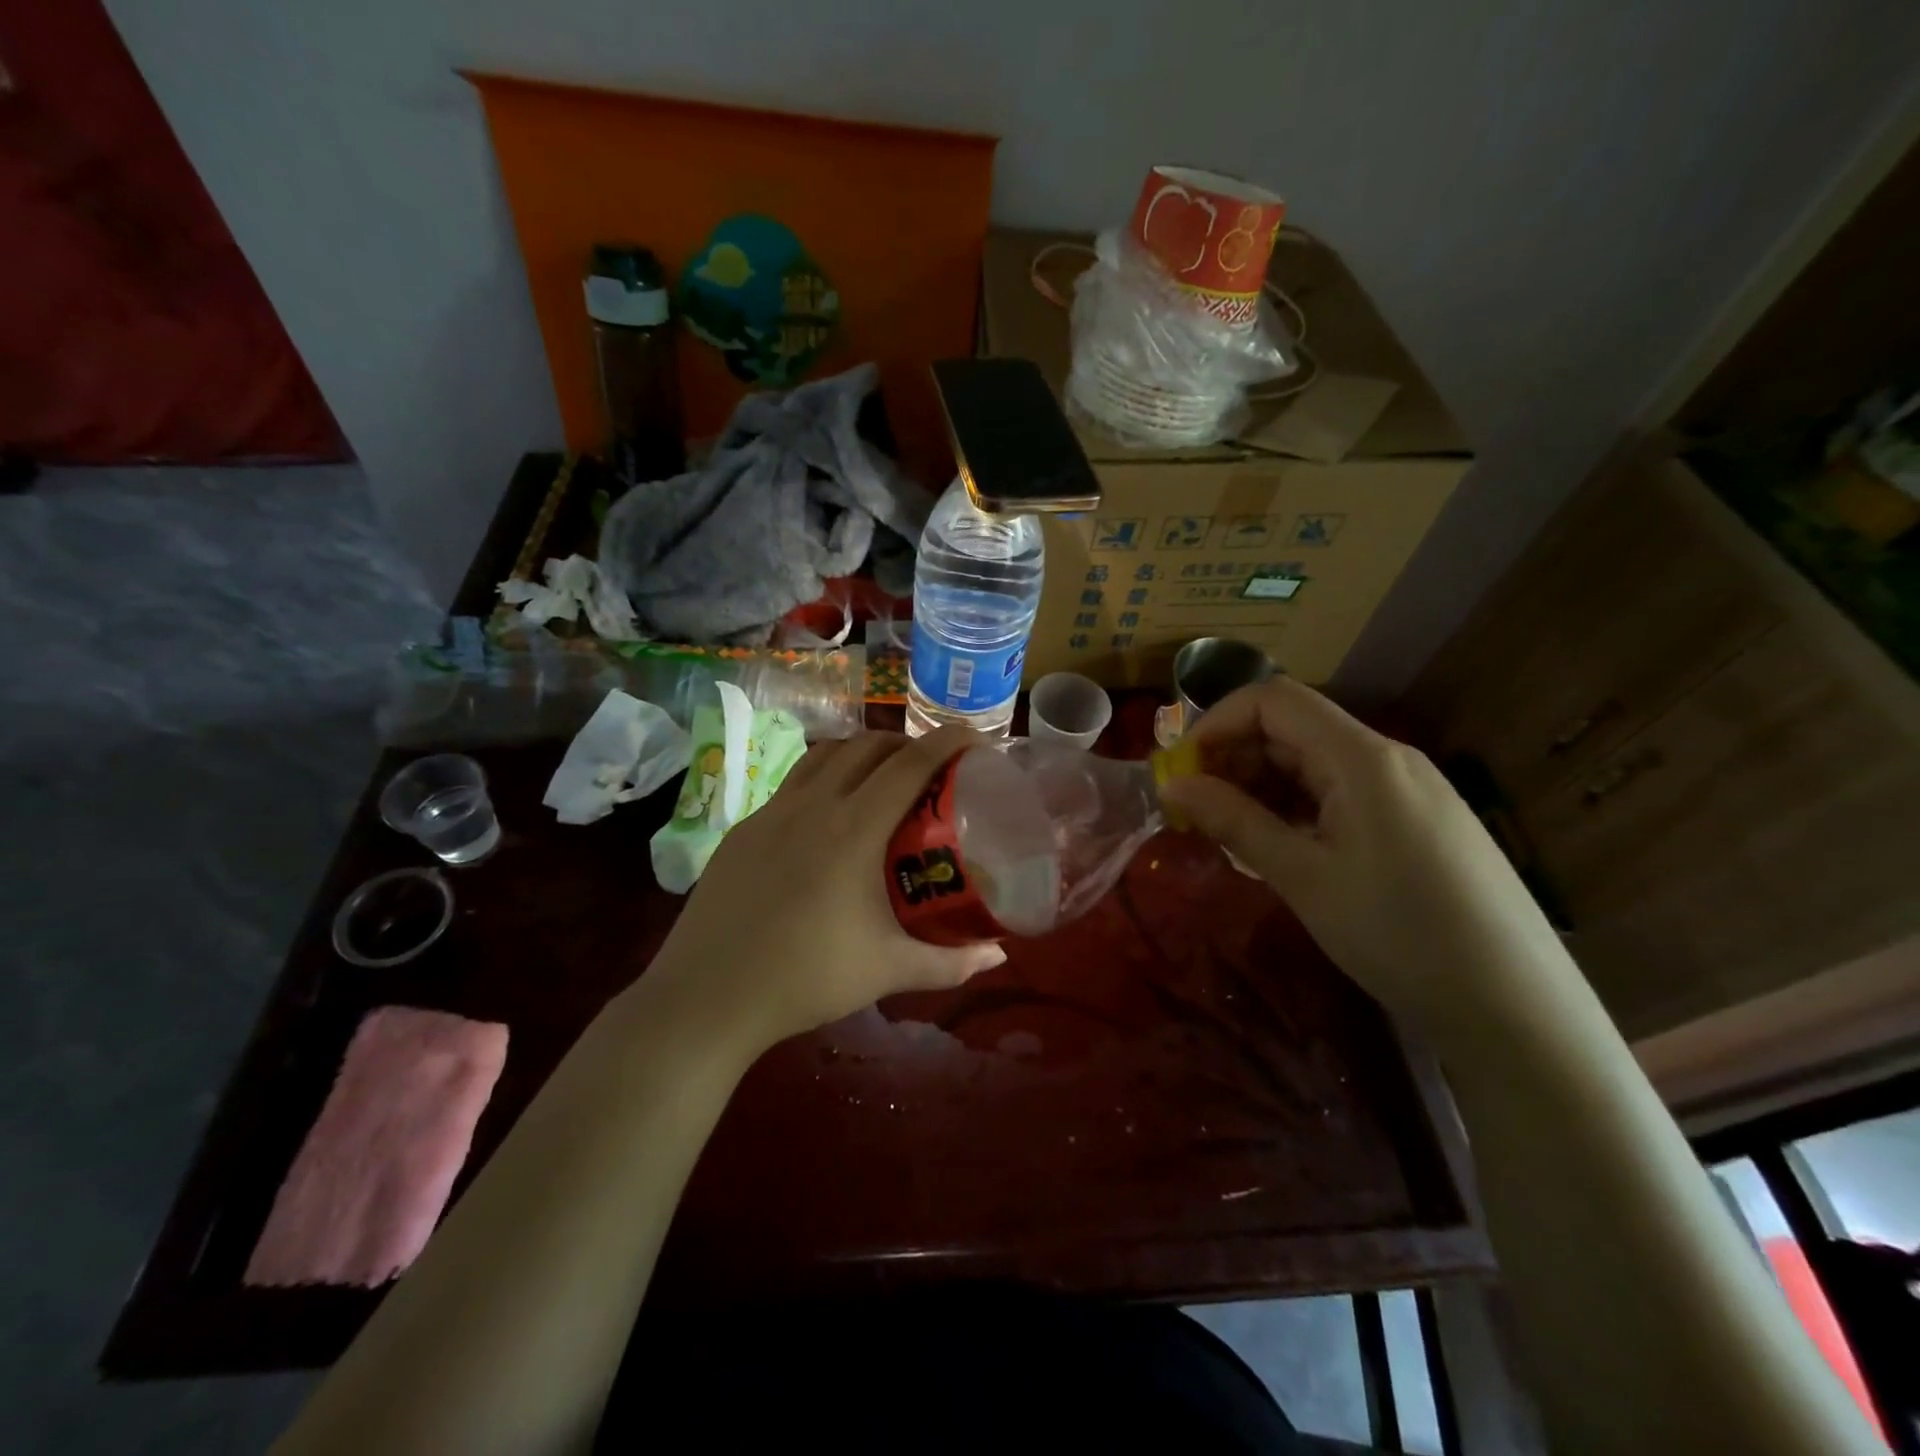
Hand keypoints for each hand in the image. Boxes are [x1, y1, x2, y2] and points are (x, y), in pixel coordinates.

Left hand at [647, 728, 1006, 1054]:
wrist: (706, 996)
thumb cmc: (805, 979)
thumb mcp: (887, 970)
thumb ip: (949, 963)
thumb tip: (997, 955)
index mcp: (853, 829)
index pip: (909, 765)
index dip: (946, 741)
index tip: (974, 737)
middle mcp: (812, 804)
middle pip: (867, 746)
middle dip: (906, 744)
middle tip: (932, 768)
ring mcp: (771, 812)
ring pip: (825, 754)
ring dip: (862, 753)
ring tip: (882, 779)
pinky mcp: (744, 828)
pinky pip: (793, 783)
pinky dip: (824, 778)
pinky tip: (827, 817)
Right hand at [1157, 678, 1570, 1028]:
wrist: (1517, 1008)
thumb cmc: (1399, 935)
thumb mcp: (1302, 877)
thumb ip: (1233, 821)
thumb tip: (1171, 785)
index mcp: (1361, 757)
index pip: (1272, 700)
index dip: (1216, 725)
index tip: (1181, 774)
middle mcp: (1387, 758)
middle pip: (1292, 729)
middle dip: (1233, 760)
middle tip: (1196, 812)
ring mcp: (1408, 789)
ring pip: (1314, 763)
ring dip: (1262, 787)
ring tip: (1232, 836)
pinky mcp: (1418, 821)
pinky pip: (1341, 793)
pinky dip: (1297, 809)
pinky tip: (1281, 849)